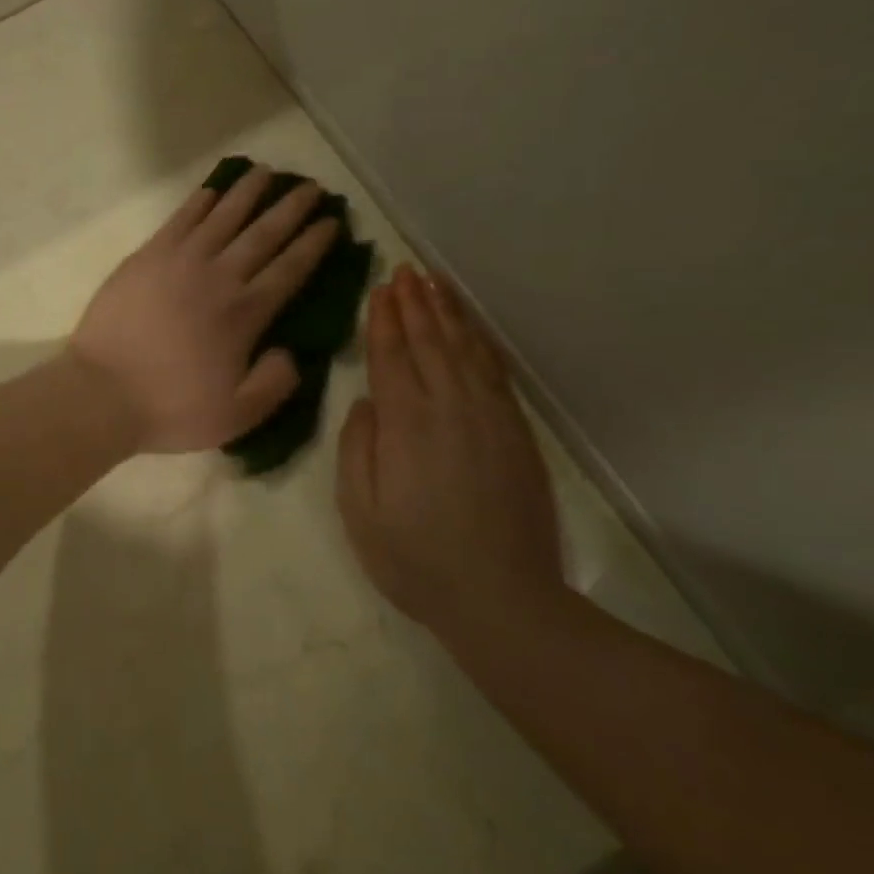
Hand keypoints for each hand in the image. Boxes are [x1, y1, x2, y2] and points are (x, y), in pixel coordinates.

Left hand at [69, 167, 339, 453]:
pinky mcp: (147, 256)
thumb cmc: (170, 407)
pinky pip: (180, 219)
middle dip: (291, 208)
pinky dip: (199, 202)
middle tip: (312, 187)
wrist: (102, 392)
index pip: (290, 268)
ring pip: (223, 216)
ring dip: (248, 192)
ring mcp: (180, 261)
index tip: (332, 222)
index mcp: (245, 314)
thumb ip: (275, 383)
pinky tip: (212, 190)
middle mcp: (218, 277)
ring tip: (267, 172)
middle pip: (263, 233)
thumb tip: (292, 353)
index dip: (314, 243)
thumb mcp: (238, 415)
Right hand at [335, 265, 563, 632]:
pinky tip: (471, 329)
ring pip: (464, 350)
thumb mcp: (360, 510)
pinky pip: (495, 372)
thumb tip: (367, 402)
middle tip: (403, 271)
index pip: (392, 355)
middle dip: (414, 304)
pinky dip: (480, 343)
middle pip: (429, 342)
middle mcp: (450, 408)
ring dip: (447, 314)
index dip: (384, 319)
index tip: (380, 289)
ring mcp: (489, 418)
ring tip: (434, 284)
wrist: (503, 601)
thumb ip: (357, 447)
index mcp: (406, 424)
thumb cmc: (416, 559)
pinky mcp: (516, 433)